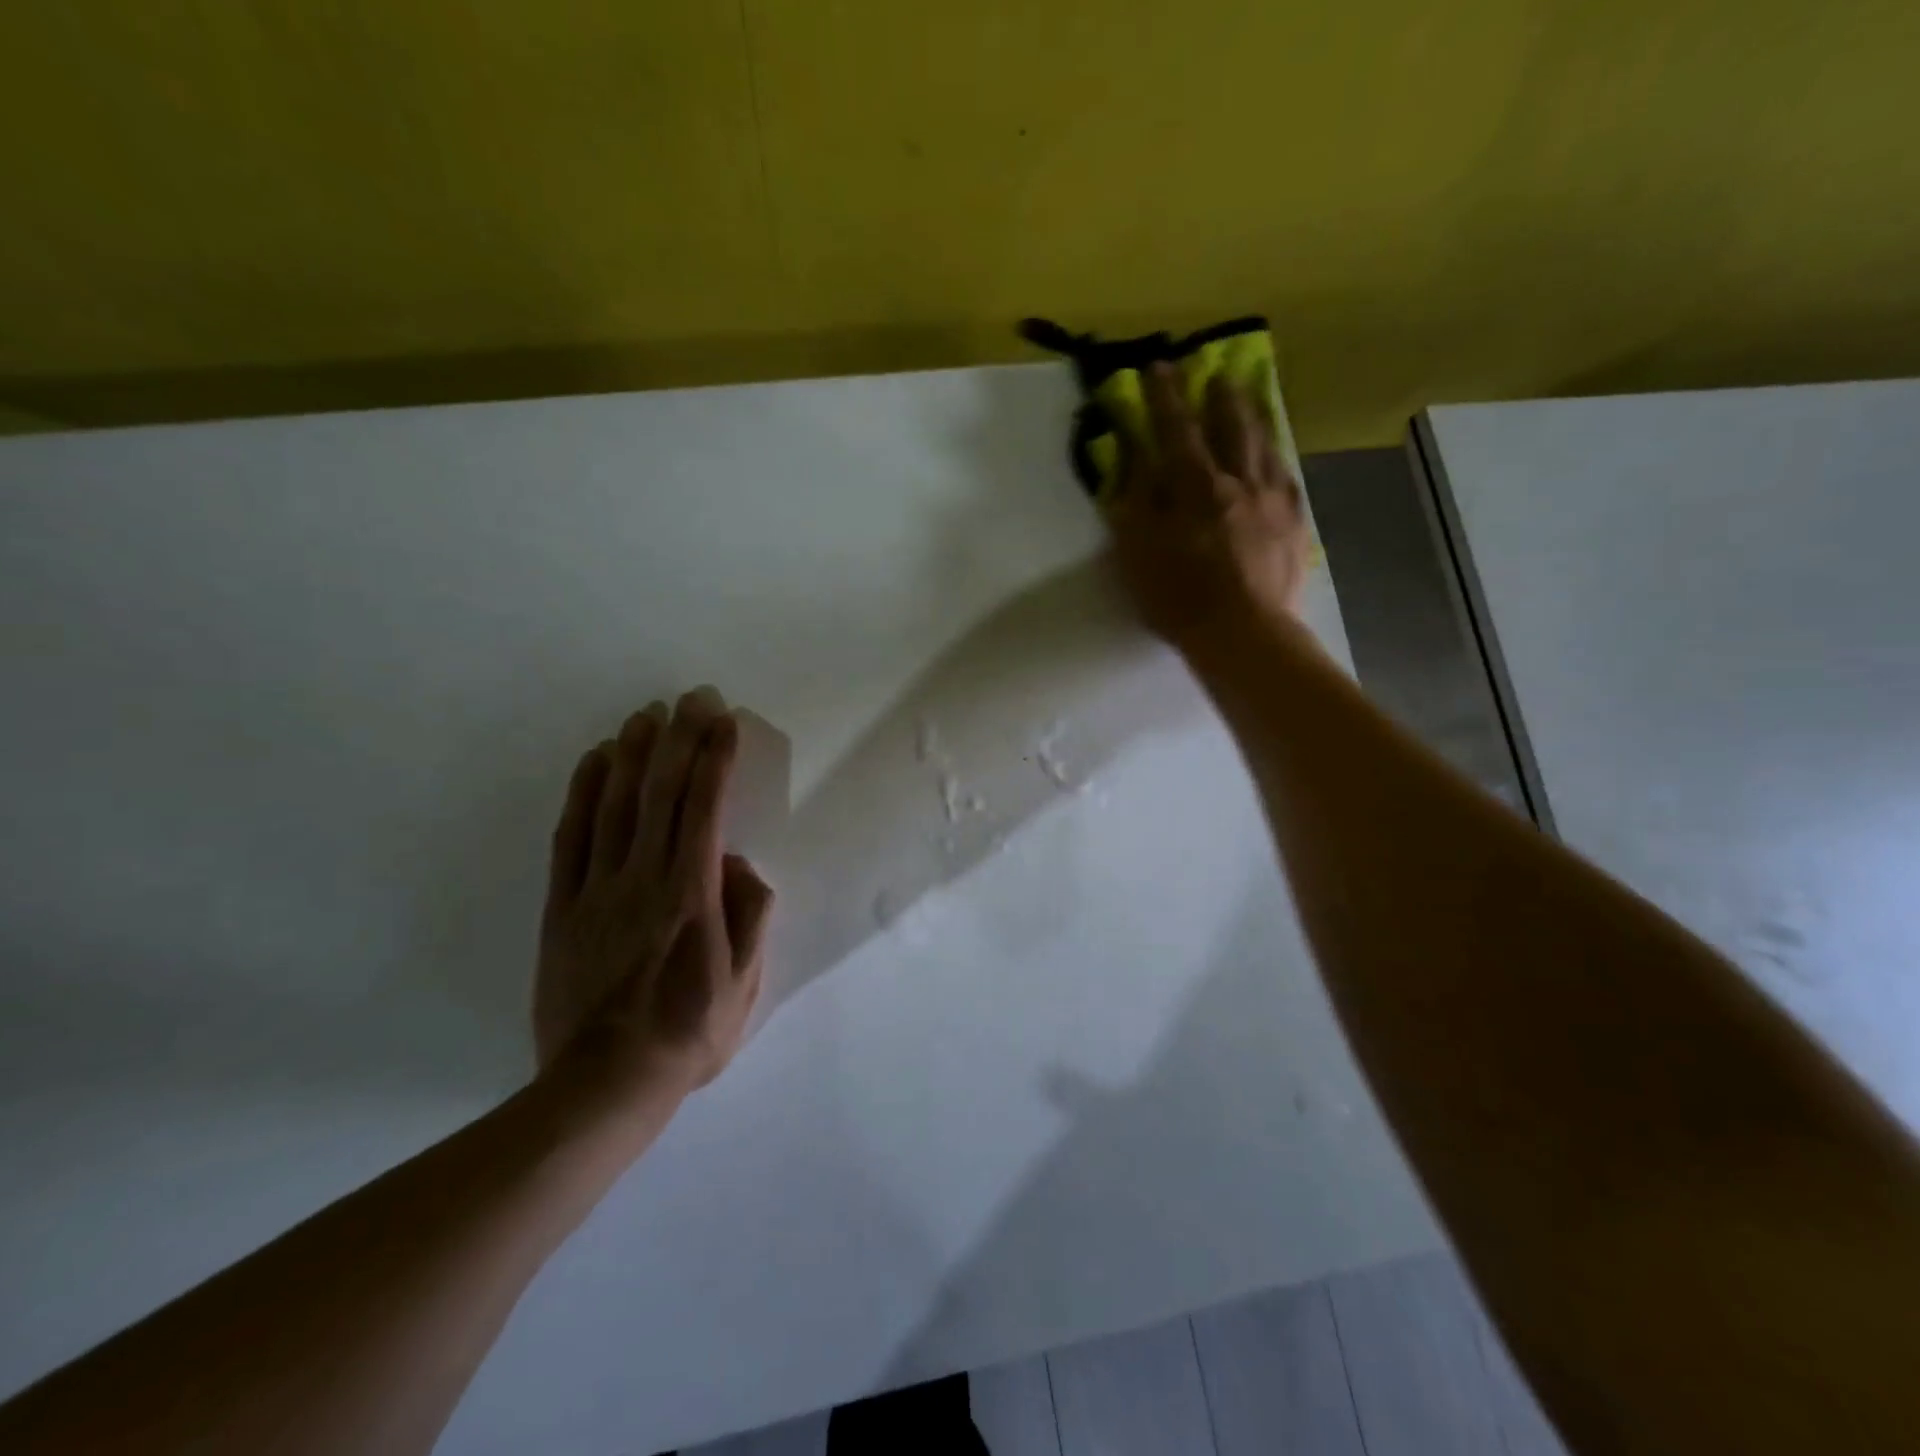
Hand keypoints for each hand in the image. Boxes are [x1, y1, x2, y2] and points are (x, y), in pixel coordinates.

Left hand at [534, 688, 774, 1098]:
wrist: (604, 1084)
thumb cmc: (688, 1035)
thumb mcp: (745, 983)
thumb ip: (751, 915)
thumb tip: (738, 864)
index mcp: (692, 894)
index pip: (706, 807)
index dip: (716, 758)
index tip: (724, 721)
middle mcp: (644, 878)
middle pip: (661, 792)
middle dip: (680, 738)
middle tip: (691, 697)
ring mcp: (596, 889)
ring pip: (614, 805)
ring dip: (632, 753)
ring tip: (645, 714)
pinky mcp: (561, 907)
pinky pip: (570, 838)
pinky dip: (582, 793)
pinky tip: (593, 763)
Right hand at [1105, 361, 1312, 653]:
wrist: (1245, 634)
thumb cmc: (1180, 597)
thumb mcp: (1138, 551)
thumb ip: (1136, 500)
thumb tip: (1135, 456)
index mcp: (1197, 487)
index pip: (1177, 430)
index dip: (1165, 397)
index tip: (1158, 366)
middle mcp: (1239, 482)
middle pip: (1232, 426)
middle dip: (1220, 397)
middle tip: (1216, 373)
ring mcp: (1274, 502)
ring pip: (1265, 446)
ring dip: (1253, 418)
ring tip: (1249, 399)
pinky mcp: (1296, 526)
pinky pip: (1287, 478)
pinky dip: (1276, 458)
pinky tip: (1274, 456)